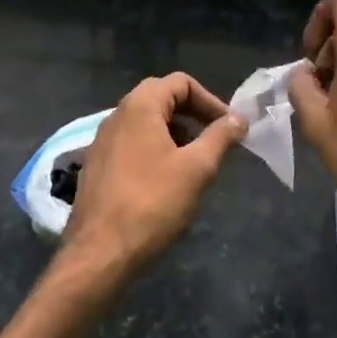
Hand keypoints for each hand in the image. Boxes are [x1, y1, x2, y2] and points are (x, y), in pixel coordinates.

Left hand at [62, 73, 243, 278]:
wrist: (99, 255)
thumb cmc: (152, 204)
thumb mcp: (197, 169)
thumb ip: (220, 137)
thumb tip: (239, 118)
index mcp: (139, 106)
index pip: (180, 82)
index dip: (210, 100)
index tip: (229, 127)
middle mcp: (117, 115)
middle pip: (162, 98)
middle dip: (193, 115)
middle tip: (214, 141)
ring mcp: (103, 141)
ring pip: (146, 123)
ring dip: (175, 134)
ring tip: (195, 164)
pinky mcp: (97, 166)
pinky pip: (132, 144)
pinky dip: (155, 150)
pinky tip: (166, 182)